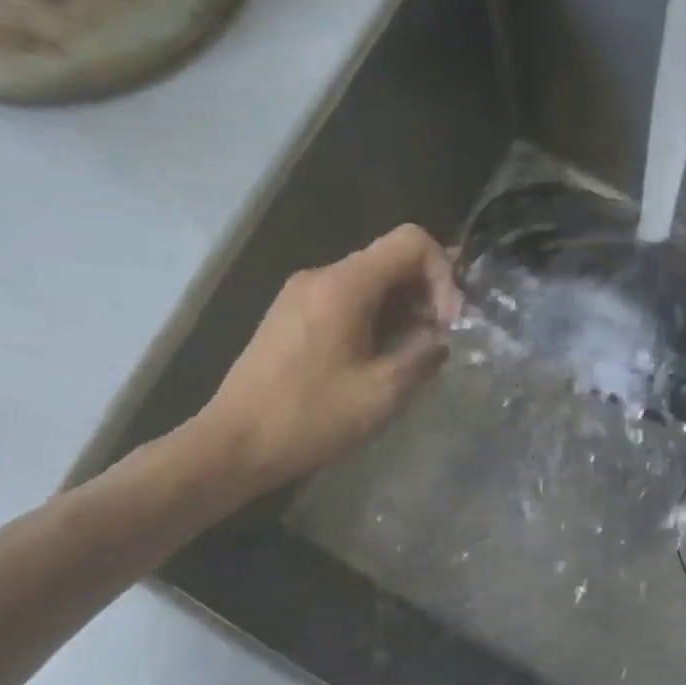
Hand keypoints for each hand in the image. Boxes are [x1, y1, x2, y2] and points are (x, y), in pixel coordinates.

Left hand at [189, 226, 461, 494]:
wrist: (235, 443)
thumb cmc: (309, 417)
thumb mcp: (381, 393)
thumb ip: (423, 356)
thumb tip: (443, 340)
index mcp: (344, 285)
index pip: (410, 242)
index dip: (444, 274)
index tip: (450, 322)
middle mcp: (321, 276)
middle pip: (390, 260)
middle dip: (427, 293)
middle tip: (443, 339)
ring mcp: (301, 294)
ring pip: (370, 282)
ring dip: (403, 309)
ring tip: (418, 352)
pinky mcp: (291, 316)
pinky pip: (346, 300)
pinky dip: (376, 318)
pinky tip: (382, 357)